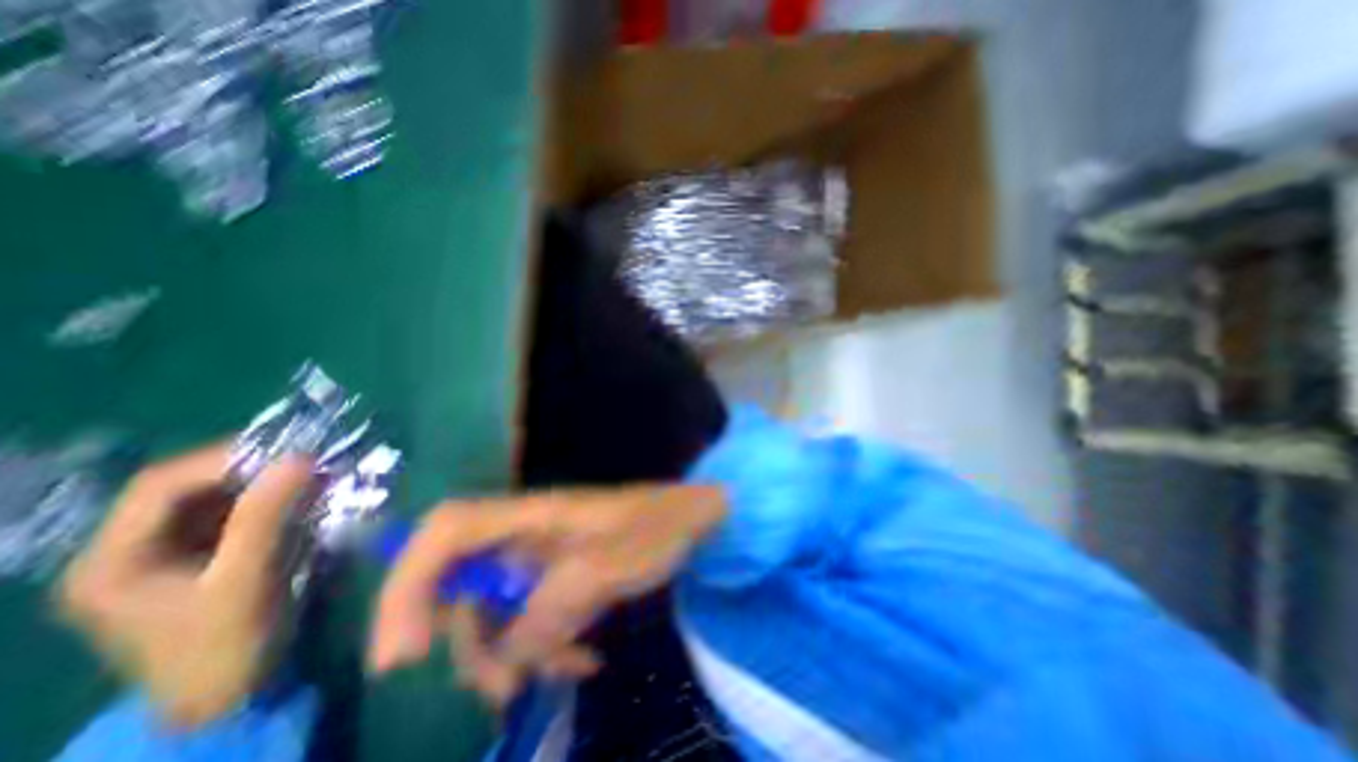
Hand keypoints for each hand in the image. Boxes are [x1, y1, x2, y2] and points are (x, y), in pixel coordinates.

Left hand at [58, 446, 310, 725]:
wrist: (227, 696)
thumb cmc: (224, 646)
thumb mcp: (245, 580)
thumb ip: (266, 517)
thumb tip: (300, 458)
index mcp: (110, 561)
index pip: (159, 486)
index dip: (224, 460)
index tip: (290, 453)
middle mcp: (128, 550)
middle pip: (187, 487)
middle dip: (251, 469)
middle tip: (307, 461)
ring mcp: (167, 553)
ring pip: (217, 497)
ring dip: (266, 483)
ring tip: (312, 477)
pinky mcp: (203, 556)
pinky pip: (237, 513)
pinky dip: (272, 500)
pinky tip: (303, 500)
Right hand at [367, 486, 724, 704]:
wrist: (693, 520)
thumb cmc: (660, 527)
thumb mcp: (614, 563)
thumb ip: (558, 604)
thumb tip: (508, 653)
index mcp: (533, 515)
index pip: (447, 530)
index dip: (409, 584)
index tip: (402, 659)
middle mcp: (526, 534)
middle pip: (461, 585)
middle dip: (472, 643)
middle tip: (504, 688)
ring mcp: (542, 557)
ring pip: (497, 611)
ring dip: (516, 653)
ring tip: (565, 668)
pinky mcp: (559, 576)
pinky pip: (532, 618)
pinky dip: (548, 646)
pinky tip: (584, 658)